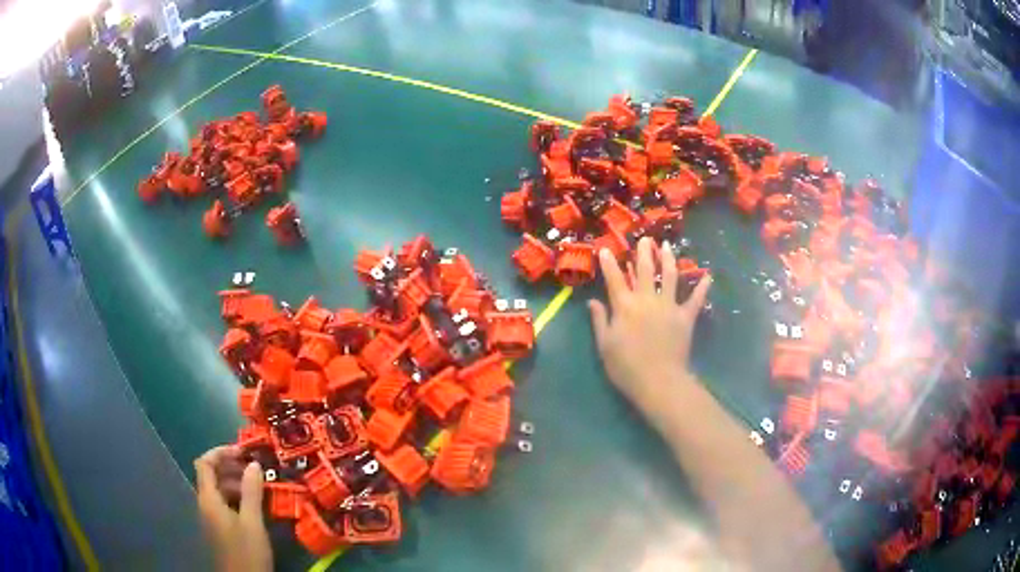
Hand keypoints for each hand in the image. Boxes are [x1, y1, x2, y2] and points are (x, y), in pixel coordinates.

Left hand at [195, 446, 271, 571]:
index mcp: (209, 499)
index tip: (243, 452)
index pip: (205, 463)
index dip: (220, 452)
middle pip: (212, 475)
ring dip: (237, 484)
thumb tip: (253, 463)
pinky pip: (224, 504)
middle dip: (232, 468)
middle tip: (256, 470)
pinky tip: (255, 506)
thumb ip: (251, 492)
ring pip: (219, 490)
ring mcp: (212, 516)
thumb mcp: (252, 522)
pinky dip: (237, 498)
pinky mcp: (220, 528)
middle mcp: (205, 504)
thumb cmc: (246, 551)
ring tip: (259, 488)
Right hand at [588, 236, 711, 412]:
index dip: (608, 263)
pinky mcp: (686, 317)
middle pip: (645, 269)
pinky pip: (696, 299)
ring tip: (667, 246)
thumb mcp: (605, 345)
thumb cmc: (626, 367)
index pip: (614, 278)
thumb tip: (592, 301)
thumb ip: (599, 320)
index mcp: (624, 306)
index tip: (605, 249)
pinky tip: (708, 275)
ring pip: (670, 276)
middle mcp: (647, 299)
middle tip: (645, 239)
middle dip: (644, 252)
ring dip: (668, 259)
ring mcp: (669, 306)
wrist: (658, 381)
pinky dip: (702, 287)